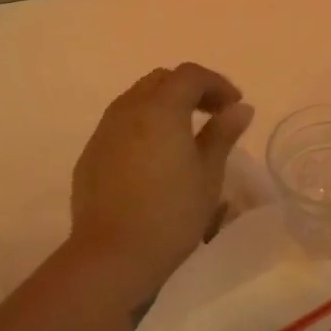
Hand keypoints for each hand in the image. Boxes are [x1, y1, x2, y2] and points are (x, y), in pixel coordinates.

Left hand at [69, 65, 254, 296]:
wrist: (113, 254)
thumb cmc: (172, 214)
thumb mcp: (208, 175)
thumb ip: (222, 135)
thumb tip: (239, 109)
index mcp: (161, 108)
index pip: (191, 76)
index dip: (217, 84)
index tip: (234, 106)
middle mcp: (128, 110)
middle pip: (160, 81)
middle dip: (190, 90)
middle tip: (212, 115)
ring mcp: (104, 131)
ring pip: (136, 100)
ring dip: (163, 106)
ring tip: (184, 135)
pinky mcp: (90, 155)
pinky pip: (120, 125)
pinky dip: (142, 127)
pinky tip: (154, 158)